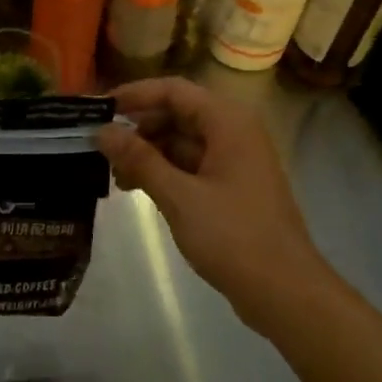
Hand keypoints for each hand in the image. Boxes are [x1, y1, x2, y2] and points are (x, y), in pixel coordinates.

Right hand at [95, 77, 333, 334]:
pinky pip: (191, 165)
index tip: (97, 110)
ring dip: (148, 153)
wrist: (285, 291)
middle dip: (138, 129)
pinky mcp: (231, 186)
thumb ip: (139, 160)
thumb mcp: (179, 197)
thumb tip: (102, 131)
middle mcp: (233, 132)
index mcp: (228, 122)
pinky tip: (137, 189)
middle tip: (99, 149)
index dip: (133, 95)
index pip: (173, 90)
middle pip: (177, 114)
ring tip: (113, 175)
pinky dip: (164, 172)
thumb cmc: (233, 237)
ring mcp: (234, 160)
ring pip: (182, 141)